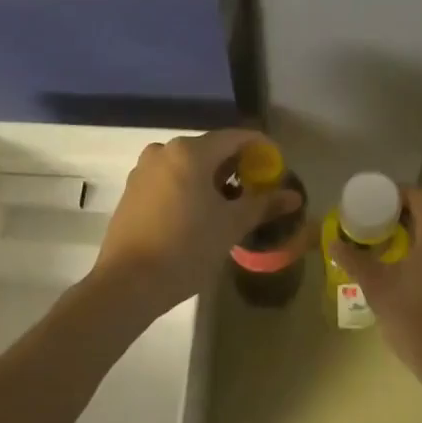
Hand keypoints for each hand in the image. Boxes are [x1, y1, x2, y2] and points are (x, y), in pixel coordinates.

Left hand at [94, 130, 300, 317]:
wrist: (126, 284)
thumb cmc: (186, 248)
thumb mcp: (231, 226)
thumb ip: (264, 204)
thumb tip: (294, 196)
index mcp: (191, 151)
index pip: (236, 138)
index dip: (261, 149)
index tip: (277, 167)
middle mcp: (165, 150)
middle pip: (212, 149)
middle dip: (237, 166)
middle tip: (257, 190)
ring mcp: (144, 169)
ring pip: (190, 164)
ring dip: (213, 178)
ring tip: (230, 205)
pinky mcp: (132, 189)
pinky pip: (171, 177)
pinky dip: (190, 187)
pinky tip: (200, 213)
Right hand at [327, 186, 421, 398]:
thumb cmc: (419, 323)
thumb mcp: (379, 289)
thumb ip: (355, 260)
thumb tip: (333, 242)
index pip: (418, 194)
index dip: (393, 196)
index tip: (372, 208)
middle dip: (405, 217)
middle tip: (378, 230)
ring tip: (395, 252)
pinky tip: (420, 273)